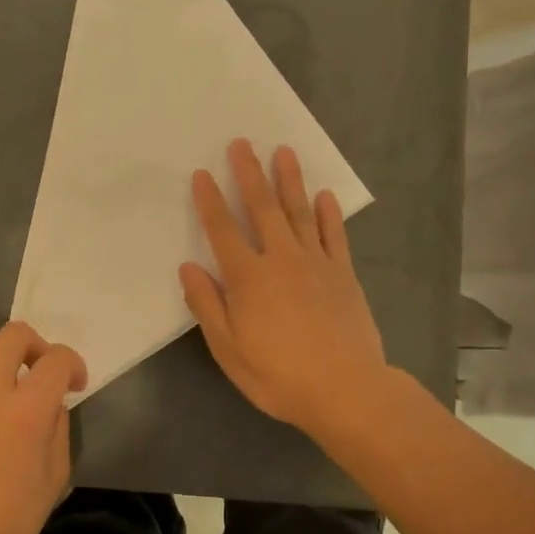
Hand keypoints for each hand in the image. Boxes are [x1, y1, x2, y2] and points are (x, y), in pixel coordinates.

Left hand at [0, 321, 87, 533]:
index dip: (73, 365)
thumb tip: (51, 401)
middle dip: (36, 346)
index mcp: (26, 411)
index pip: (57, 359)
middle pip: (15, 334)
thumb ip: (58, 426)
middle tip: (37, 372)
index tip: (73, 384)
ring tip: (1, 377)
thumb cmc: (10, 520)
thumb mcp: (56, 475)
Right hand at [180, 140, 388, 438]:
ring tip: (284, 151)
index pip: (222, 231)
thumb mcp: (229, 349)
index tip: (202, 174)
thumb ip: (207, 305)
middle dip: (250, 174)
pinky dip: (330, 214)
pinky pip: (335, 236)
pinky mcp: (344, 274)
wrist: (346, 390)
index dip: (210, 201)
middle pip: (262, 208)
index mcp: (248, 278)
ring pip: (299, 212)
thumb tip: (188, 267)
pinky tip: (325, 195)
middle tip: (242, 143)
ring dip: (290, 180)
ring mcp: (317, 263)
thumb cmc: (279, 375)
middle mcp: (281, 259)